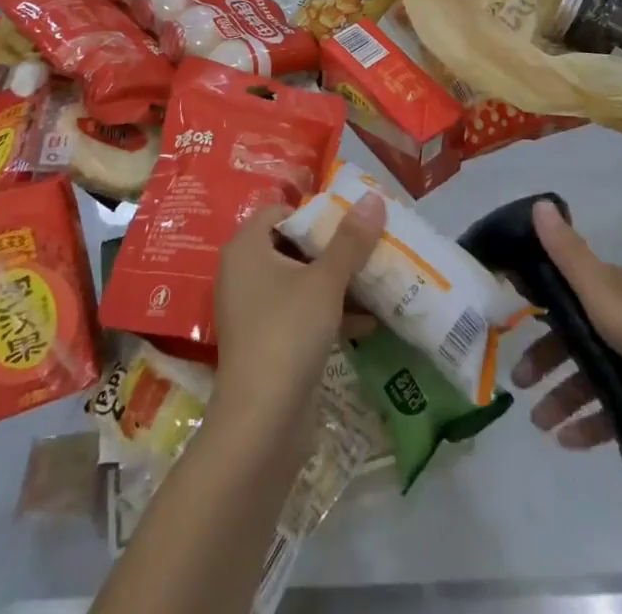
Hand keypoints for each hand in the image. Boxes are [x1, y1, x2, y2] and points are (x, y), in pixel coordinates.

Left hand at [210, 193, 384, 447]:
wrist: (261, 424)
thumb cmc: (287, 332)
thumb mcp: (325, 281)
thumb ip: (350, 240)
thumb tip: (373, 196)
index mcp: (246, 248)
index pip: (280, 211)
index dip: (315, 212)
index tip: (351, 218)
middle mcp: (244, 273)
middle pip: (293, 245)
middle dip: (333, 247)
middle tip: (370, 243)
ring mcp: (254, 311)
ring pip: (300, 282)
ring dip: (336, 281)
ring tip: (377, 277)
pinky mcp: (268, 343)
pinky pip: (301, 314)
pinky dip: (330, 312)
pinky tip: (369, 321)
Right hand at [511, 201, 621, 464]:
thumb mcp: (604, 294)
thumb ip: (568, 255)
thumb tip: (538, 204)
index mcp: (614, 289)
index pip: (565, 291)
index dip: (536, 305)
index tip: (509, 323)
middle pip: (575, 337)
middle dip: (544, 359)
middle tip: (518, 384)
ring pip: (592, 376)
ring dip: (563, 397)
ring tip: (542, 426)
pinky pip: (615, 409)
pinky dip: (592, 423)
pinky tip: (571, 443)